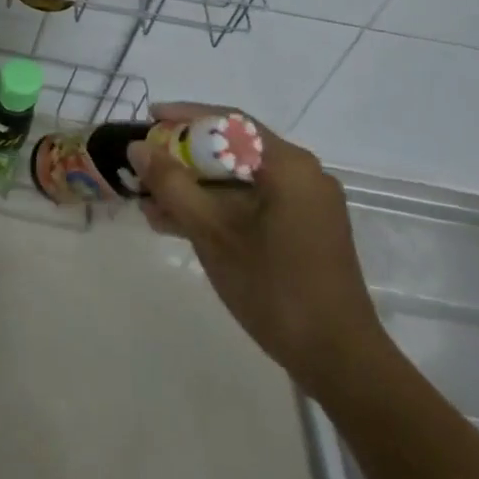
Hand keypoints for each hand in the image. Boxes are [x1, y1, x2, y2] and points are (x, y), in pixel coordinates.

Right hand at [133, 103, 388, 396]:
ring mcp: (306, 204)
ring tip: (150, 202)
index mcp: (288, 165)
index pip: (230, 121)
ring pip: (240, 180)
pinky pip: (253, 203)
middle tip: (146, 165)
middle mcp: (303, 175)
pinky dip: (218, 208)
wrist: (339, 362)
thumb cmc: (274, 288)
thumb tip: (139, 148)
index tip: (149, 118)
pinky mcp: (304, 230)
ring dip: (196, 188)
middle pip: (234, 149)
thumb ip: (172, 185)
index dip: (184, 117)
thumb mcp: (212, 232)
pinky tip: (179, 223)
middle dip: (185, 158)